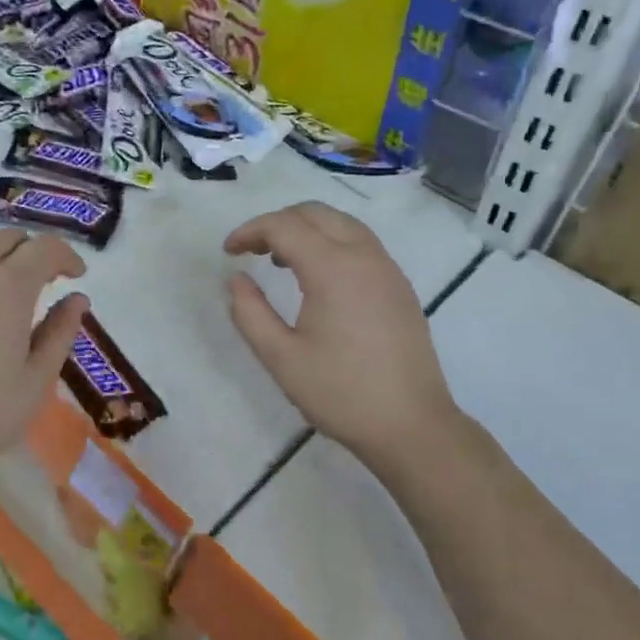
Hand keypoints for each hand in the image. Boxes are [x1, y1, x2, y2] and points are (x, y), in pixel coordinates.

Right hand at [224, 202, 462, 480]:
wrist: (412, 426)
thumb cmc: (340, 393)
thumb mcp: (280, 357)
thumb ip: (250, 313)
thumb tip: (236, 280)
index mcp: (333, 269)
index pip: (284, 226)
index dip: (250, 231)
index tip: (227, 253)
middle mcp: (364, 256)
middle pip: (315, 213)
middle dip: (277, 222)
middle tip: (250, 250)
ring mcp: (387, 269)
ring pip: (342, 224)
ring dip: (306, 229)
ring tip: (279, 262)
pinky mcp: (399, 286)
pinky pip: (361, 244)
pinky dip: (331, 243)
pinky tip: (317, 279)